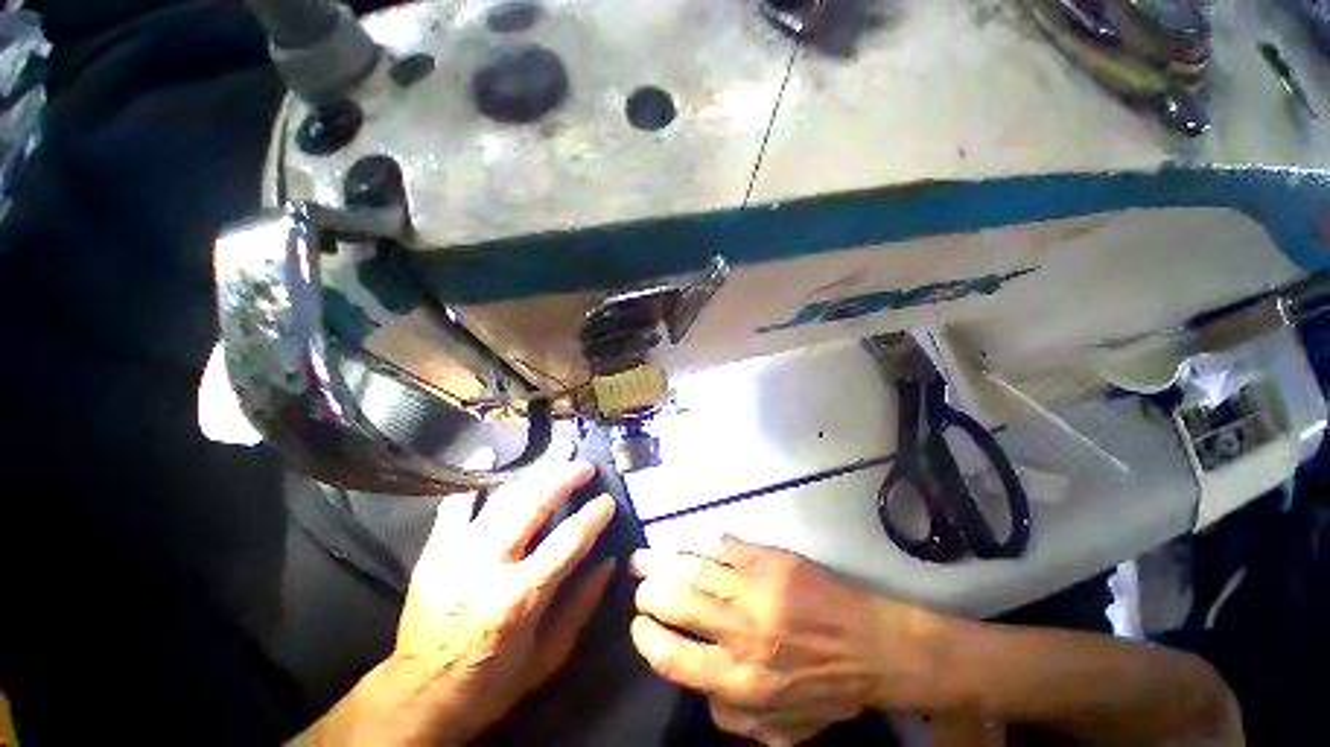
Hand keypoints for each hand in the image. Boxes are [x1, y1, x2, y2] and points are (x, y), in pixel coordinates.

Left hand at [311, 461, 617, 745]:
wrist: (417, 696)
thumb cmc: (490, 682)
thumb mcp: (547, 656)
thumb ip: (581, 606)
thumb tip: (608, 561)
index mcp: (520, 598)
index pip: (568, 541)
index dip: (593, 516)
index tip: (608, 501)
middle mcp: (488, 566)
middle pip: (533, 505)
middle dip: (564, 478)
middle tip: (585, 466)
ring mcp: (455, 553)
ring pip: (502, 497)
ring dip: (534, 472)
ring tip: (557, 455)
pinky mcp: (434, 550)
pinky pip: (455, 503)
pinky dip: (474, 478)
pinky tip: (488, 453)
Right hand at [629, 537, 935, 745]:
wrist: (872, 644)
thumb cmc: (826, 689)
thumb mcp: (779, 729)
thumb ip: (731, 717)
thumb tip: (696, 684)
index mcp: (742, 680)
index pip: (675, 658)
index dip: (647, 639)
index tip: (638, 625)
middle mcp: (743, 631)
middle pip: (679, 604)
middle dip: (650, 593)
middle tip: (638, 586)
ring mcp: (756, 588)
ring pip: (696, 568)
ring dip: (663, 560)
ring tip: (643, 557)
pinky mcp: (769, 559)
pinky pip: (722, 546)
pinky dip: (696, 543)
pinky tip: (680, 540)